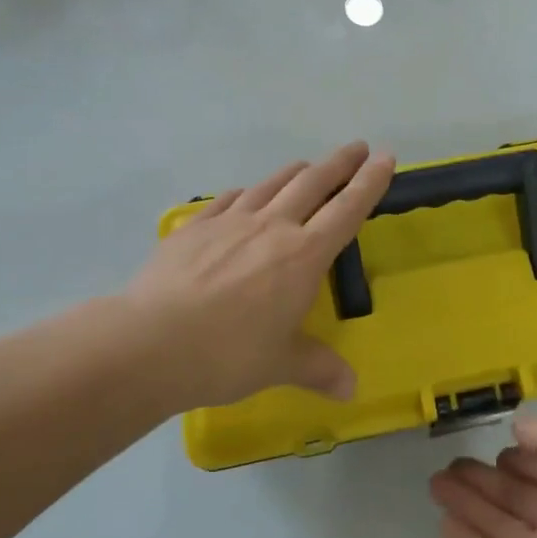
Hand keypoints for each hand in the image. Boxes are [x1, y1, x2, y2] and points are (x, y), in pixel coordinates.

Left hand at [127, 142, 394, 409]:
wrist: (151, 341)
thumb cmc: (228, 354)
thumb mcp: (280, 365)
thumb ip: (318, 369)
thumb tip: (351, 390)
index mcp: (302, 256)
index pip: (346, 210)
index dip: (370, 182)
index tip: (385, 157)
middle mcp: (271, 228)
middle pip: (312, 184)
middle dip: (339, 163)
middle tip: (356, 147)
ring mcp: (229, 222)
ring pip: (271, 185)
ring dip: (295, 172)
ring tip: (307, 165)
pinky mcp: (194, 228)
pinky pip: (228, 200)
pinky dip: (246, 193)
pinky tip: (245, 195)